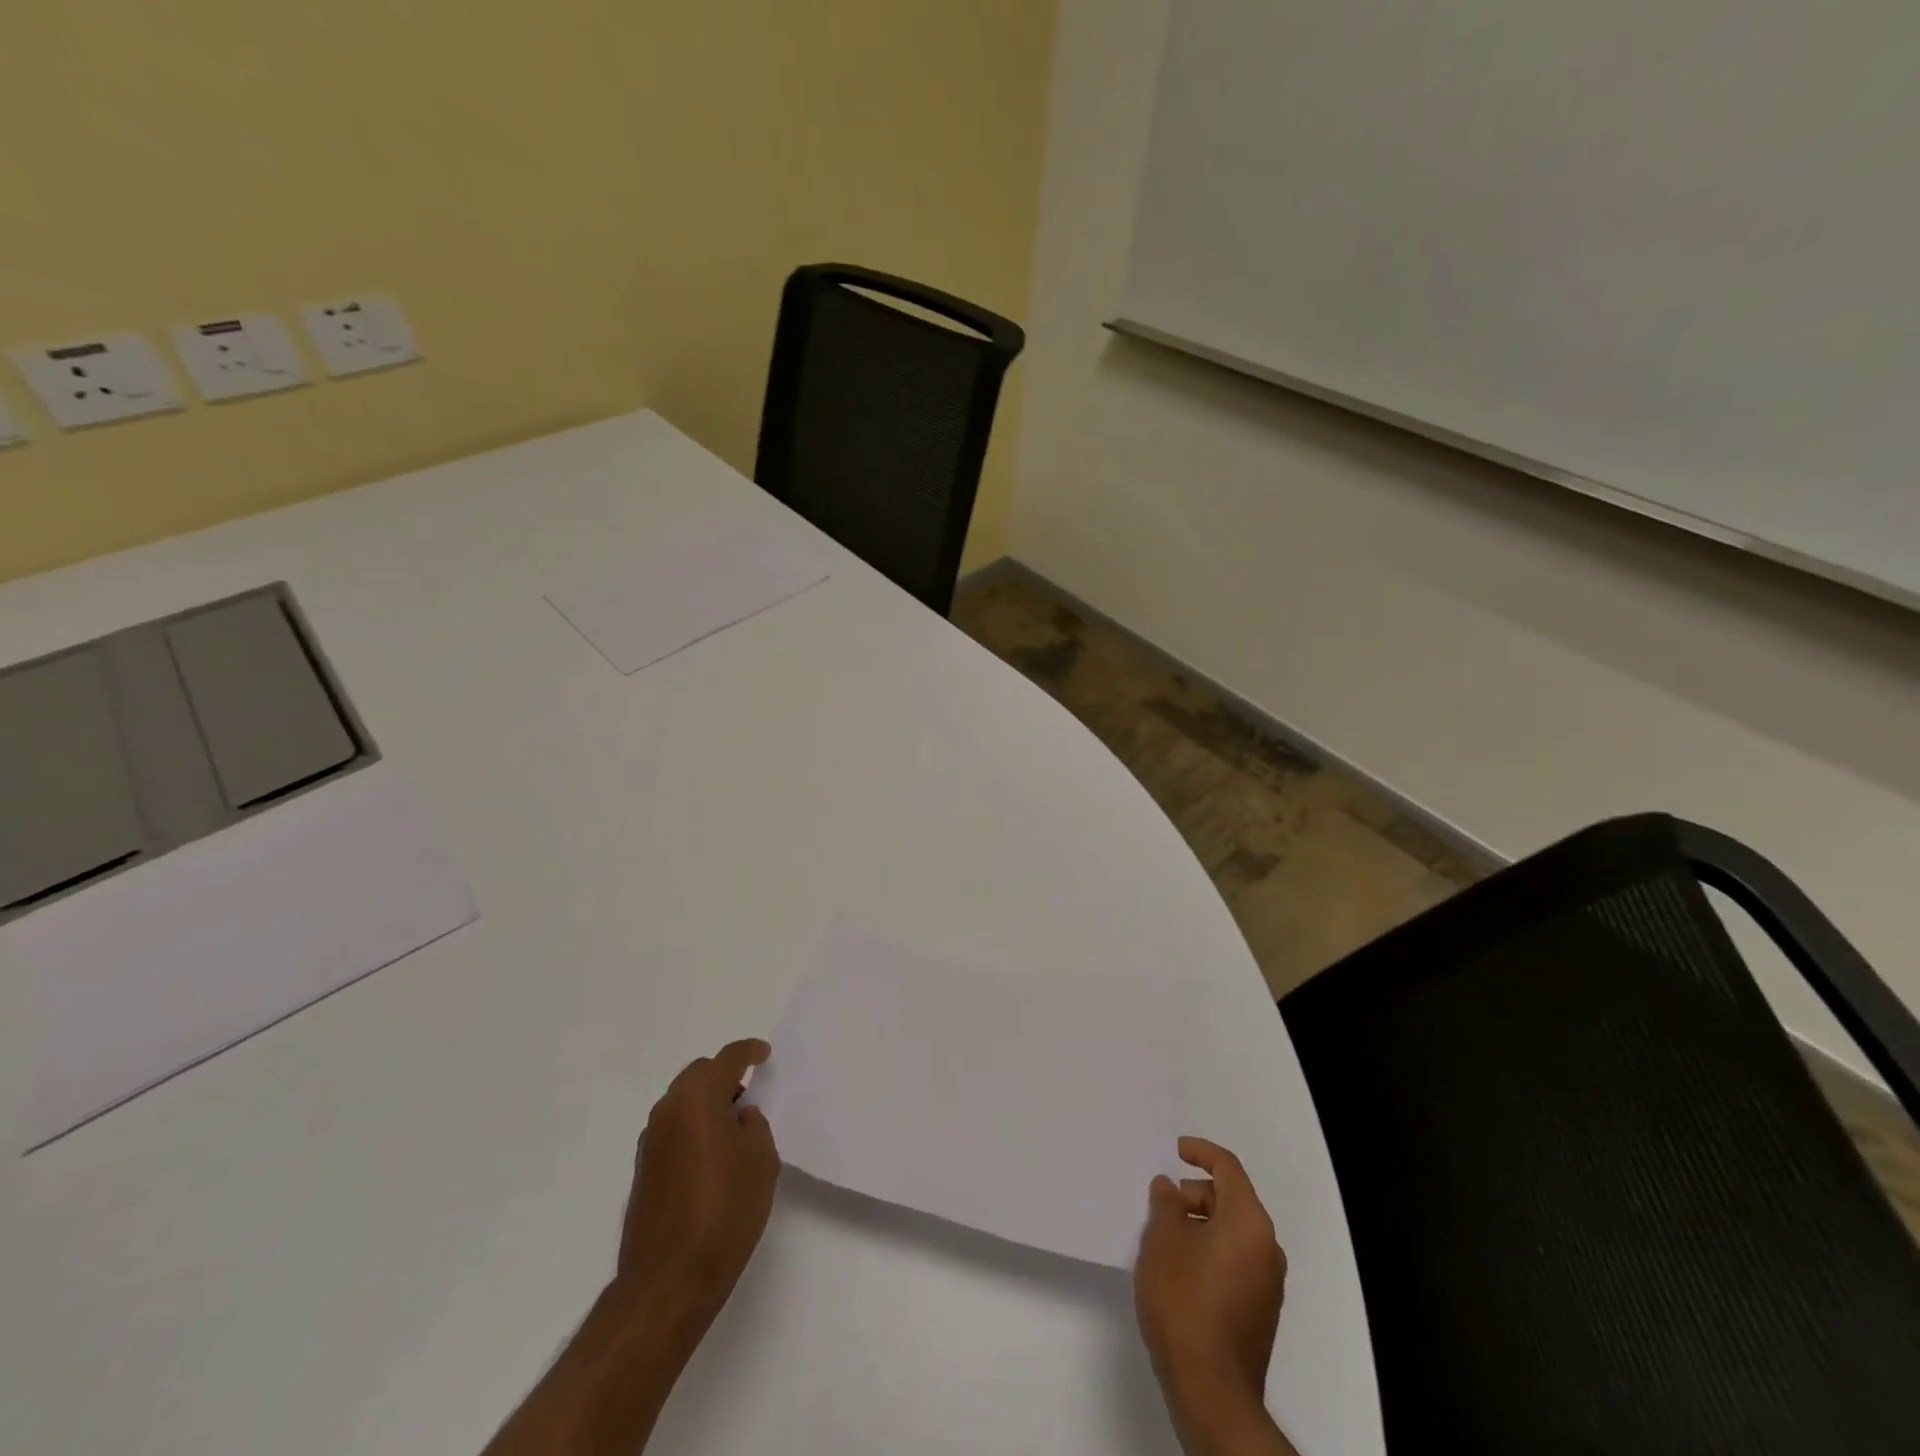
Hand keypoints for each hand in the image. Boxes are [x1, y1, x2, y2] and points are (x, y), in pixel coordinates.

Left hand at [617, 1039, 780, 1329]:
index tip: (764, 1054)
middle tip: (750, 1093)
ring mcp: (650, 1142)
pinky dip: (693, 1129)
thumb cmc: (724, 1211)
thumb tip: (740, 1117)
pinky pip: (673, 1130)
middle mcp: (668, 1111)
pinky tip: (713, 1156)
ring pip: (683, 1103)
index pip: (727, 1059)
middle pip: (698, 1075)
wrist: (668, 1281)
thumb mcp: (761, 1161)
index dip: (749, 1051)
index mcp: (698, 1099)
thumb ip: (754, 1127)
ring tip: (735, 1127)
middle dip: (724, 1076)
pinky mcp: (643, 1172)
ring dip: (707, 1104)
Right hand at [1135, 1138, 1290, 1454]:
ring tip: (1165, 1237)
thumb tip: (1171, 1189)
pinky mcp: (1260, 1312)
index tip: (1176, 1149)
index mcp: (1249, 1222)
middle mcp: (1267, 1248)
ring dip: (1202, 1225)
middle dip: (1197, 1194)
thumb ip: (1166, 1204)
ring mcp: (1268, 1284)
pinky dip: (1211, 1251)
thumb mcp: (1162, 1240)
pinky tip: (1181, 1269)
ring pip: (1233, 1233)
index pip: (1228, 1168)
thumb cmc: (1184, 1299)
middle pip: (1232, 1200)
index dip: (1201, 1152)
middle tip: (1163, 1203)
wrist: (1210, 1389)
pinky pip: (1236, 1261)